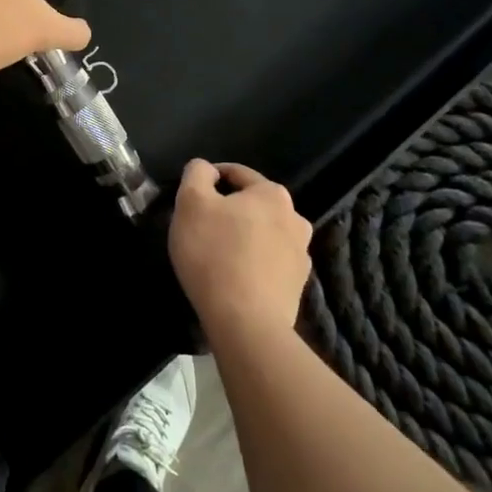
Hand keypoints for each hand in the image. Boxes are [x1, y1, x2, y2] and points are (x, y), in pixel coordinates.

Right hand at [170, 161, 313, 341]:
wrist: (246, 322)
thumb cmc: (214, 253)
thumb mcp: (191, 202)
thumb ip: (196, 174)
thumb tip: (206, 169)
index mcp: (272, 193)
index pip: (236, 174)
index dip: (209, 180)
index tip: (190, 199)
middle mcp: (295, 218)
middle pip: (252, 205)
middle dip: (228, 211)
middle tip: (201, 228)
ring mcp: (302, 254)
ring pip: (263, 234)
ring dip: (243, 237)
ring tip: (217, 255)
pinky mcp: (298, 286)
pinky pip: (269, 263)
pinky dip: (253, 263)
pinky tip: (234, 278)